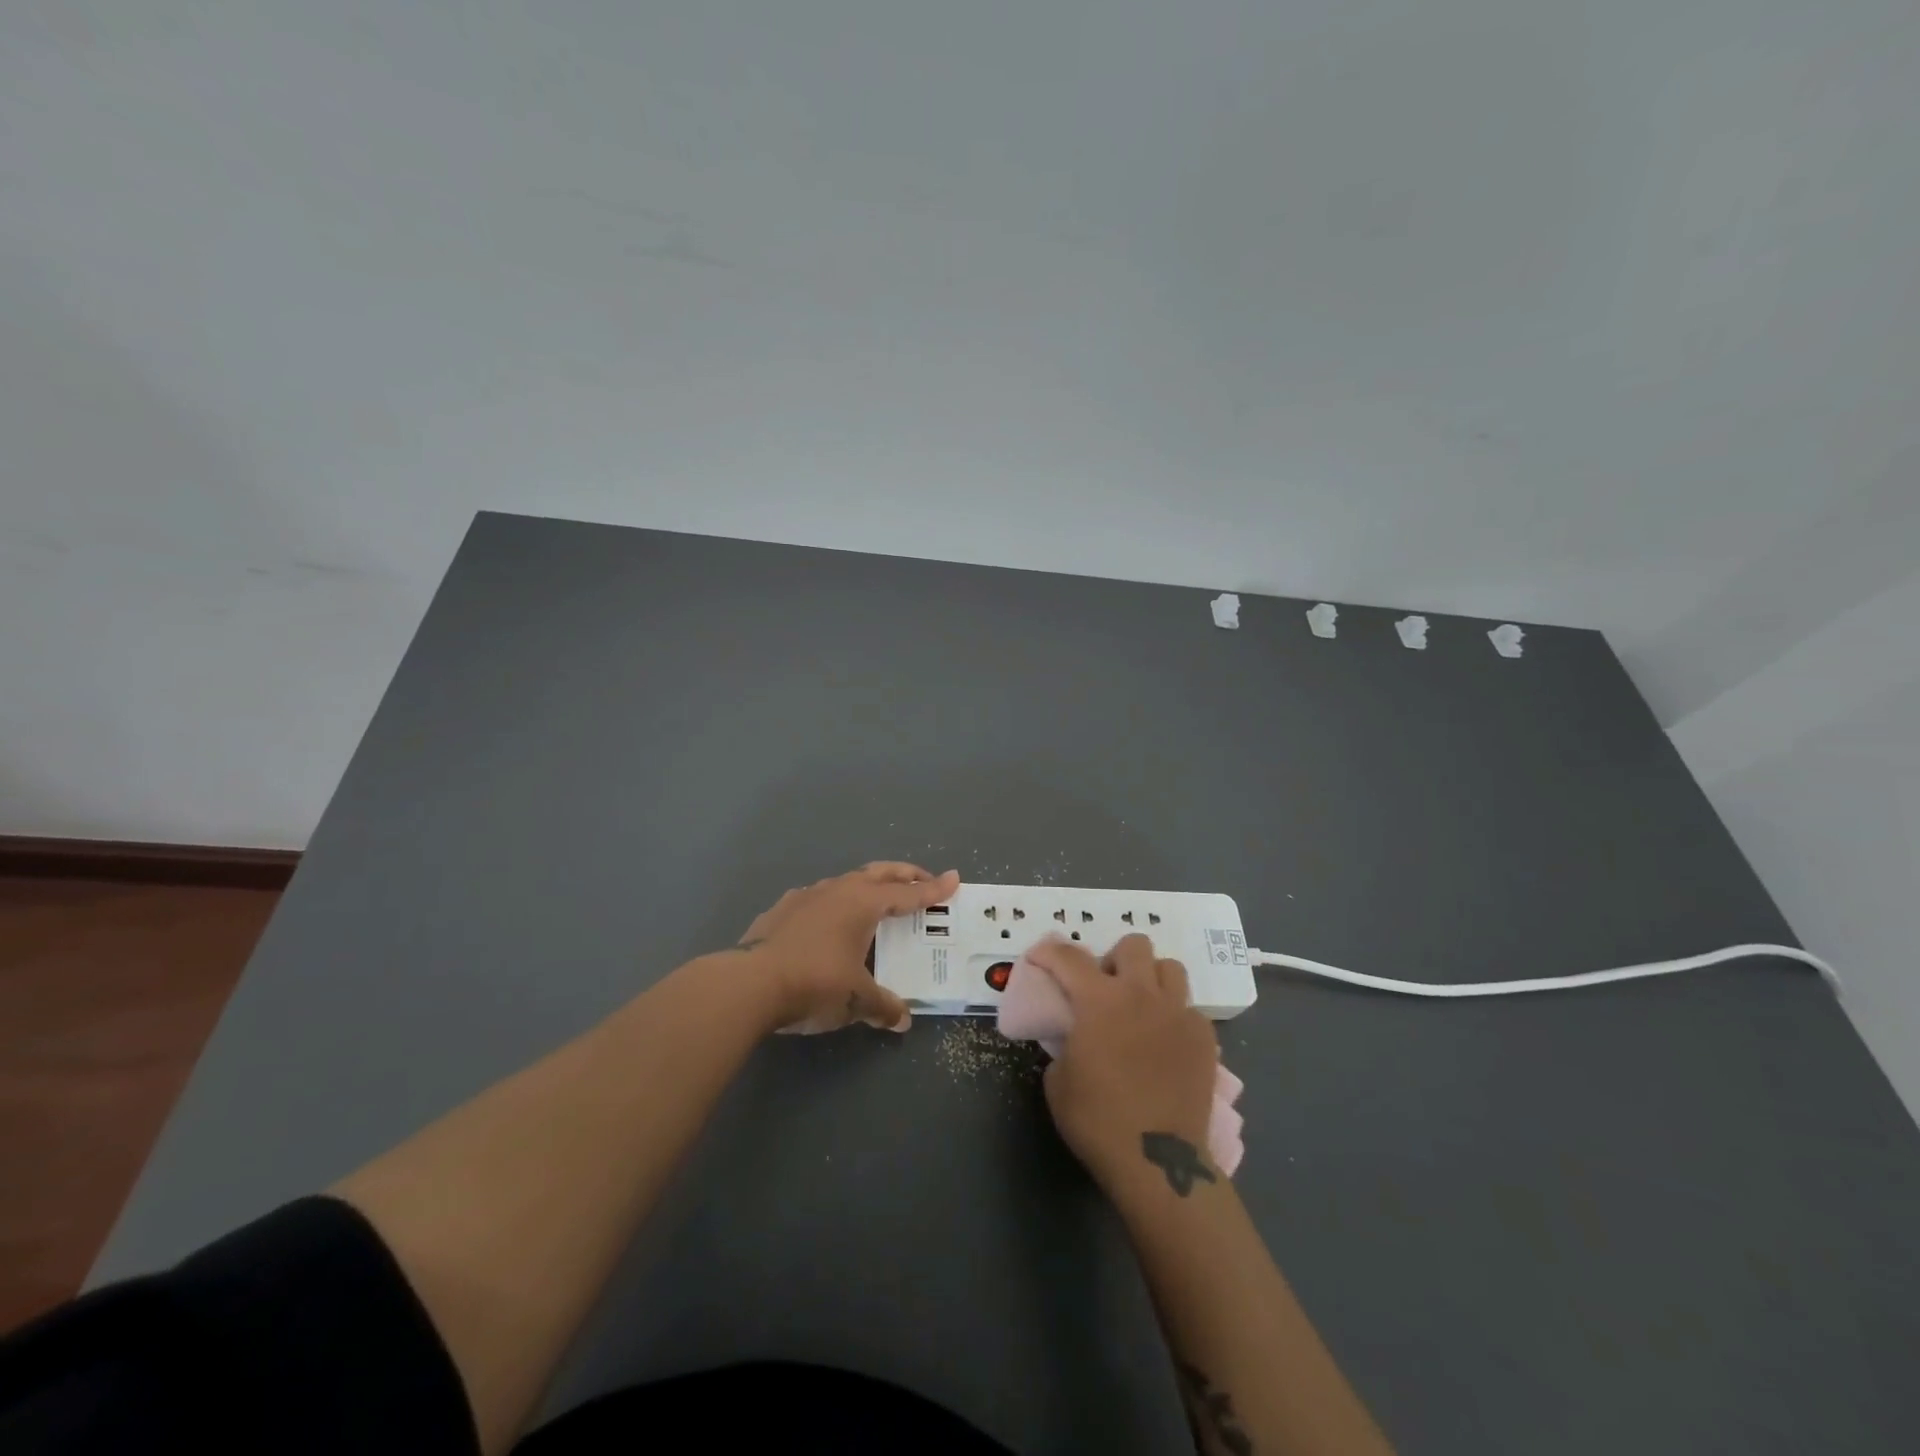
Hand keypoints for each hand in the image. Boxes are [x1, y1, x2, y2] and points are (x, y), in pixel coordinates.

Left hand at [732, 862, 959, 1034]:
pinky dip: (834, 903)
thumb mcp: (856, 999)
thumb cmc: (814, 983)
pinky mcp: (780, 910)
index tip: (954, 879)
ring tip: (875, 899)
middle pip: (879, 873)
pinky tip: (828, 919)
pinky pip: (818, 898)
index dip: (933, 890)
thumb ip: (883, 1006)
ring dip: (867, 885)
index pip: (908, 894)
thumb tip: (903, 1021)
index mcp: (863, 903)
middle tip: (922, 880)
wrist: (749, 984)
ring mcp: (806, 896)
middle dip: (904, 875)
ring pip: (846, 881)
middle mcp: (837, 890)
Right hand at [1026, 934, 1219, 1193]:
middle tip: (1104, 988)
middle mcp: (1142, 994)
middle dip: (1114, 959)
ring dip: (1150, 978)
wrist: (1158, 1161)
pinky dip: (1174, 1015)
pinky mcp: (1204, 1037)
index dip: (1049, 952)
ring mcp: (1178, 1012)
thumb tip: (1074, 1035)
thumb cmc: (1097, 1120)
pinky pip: (1189, 1008)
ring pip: (1169, 967)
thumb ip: (1064, 1043)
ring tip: (1140, 1005)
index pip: (1069, 958)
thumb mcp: (1058, 1080)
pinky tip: (1165, 1041)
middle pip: (1133, 945)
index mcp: (1099, 1000)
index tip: (1038, 956)